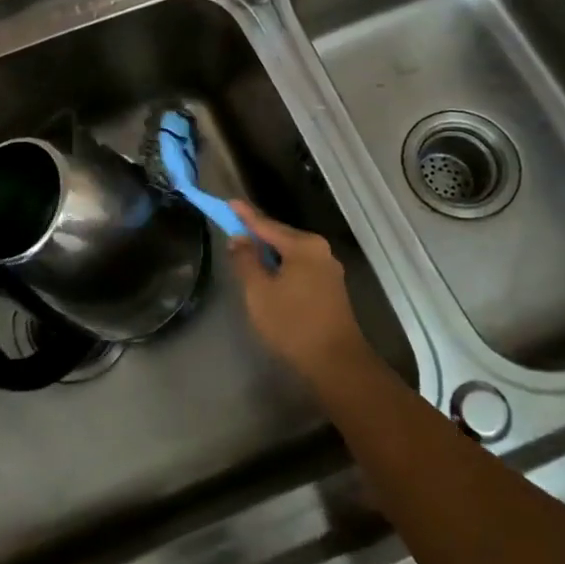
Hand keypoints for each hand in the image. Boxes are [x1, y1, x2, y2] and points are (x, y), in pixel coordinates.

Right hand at [227, 201, 375, 383]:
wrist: (336, 361)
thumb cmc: (292, 323)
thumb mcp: (258, 291)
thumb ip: (246, 261)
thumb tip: (238, 239)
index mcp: (303, 245)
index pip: (266, 224)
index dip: (244, 215)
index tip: (228, 202)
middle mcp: (320, 250)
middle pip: (281, 236)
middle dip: (257, 234)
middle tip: (234, 231)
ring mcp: (329, 269)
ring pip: (291, 253)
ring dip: (269, 253)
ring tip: (247, 255)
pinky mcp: (331, 287)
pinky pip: (300, 267)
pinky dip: (282, 267)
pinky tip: (269, 276)